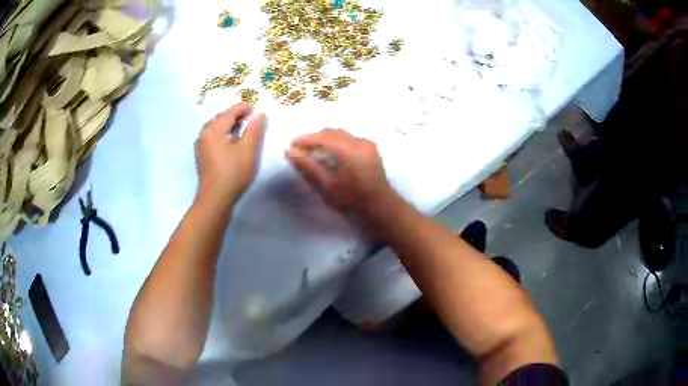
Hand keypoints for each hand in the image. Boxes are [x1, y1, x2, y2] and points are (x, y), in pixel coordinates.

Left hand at [195, 103, 265, 206]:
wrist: (215, 198)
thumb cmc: (233, 172)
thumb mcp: (248, 149)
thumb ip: (255, 129)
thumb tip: (260, 113)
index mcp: (214, 128)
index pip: (231, 111)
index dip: (245, 108)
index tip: (257, 110)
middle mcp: (204, 133)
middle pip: (221, 117)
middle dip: (236, 115)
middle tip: (252, 119)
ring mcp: (201, 145)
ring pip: (216, 127)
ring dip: (229, 125)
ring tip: (243, 129)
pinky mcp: (202, 155)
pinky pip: (213, 137)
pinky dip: (223, 134)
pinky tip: (231, 142)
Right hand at [285, 128, 393, 216]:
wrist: (380, 206)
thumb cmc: (352, 200)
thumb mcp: (327, 186)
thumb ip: (308, 166)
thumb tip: (289, 150)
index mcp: (348, 150)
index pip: (321, 137)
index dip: (304, 140)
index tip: (291, 146)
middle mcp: (359, 142)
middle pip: (331, 132)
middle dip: (314, 138)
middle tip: (300, 149)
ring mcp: (366, 143)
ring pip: (340, 134)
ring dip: (325, 139)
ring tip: (313, 151)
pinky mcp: (370, 147)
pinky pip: (349, 138)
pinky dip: (336, 142)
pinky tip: (330, 153)